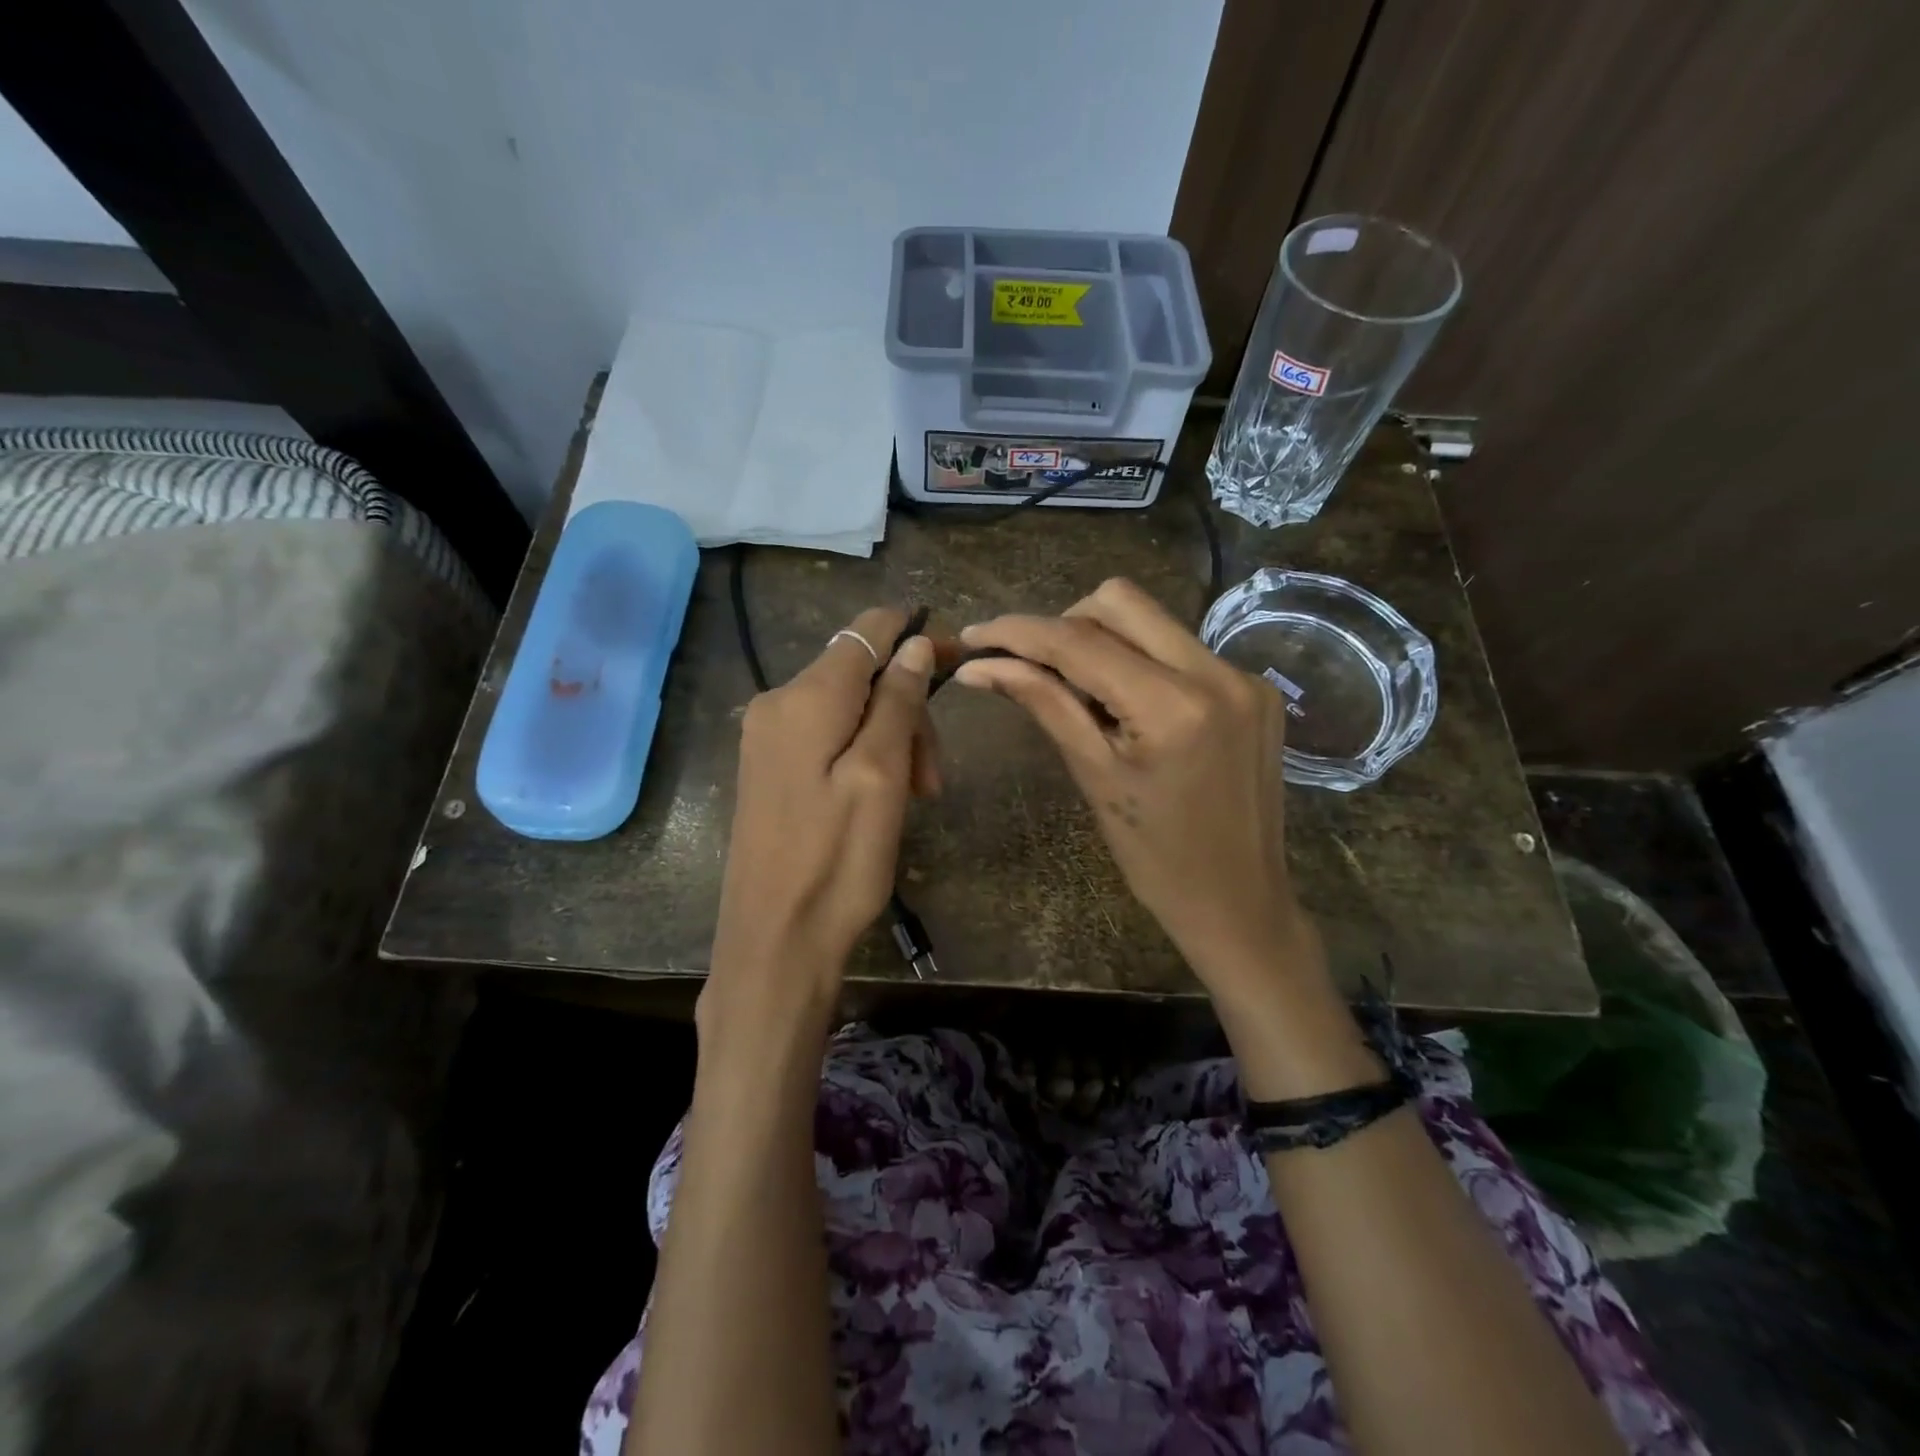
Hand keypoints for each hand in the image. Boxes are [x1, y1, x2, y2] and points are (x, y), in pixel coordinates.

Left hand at [704, 608, 937, 1033]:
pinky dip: (865, 754)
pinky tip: (883, 796)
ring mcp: (768, 736)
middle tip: (933, 778)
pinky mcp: (770, 766)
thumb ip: (897, 702)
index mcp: (805, 697)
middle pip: (862, 674)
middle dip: (908, 710)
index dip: (916, 636)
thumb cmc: (837, 862)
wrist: (774, 941)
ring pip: (850, 707)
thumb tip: (915, 643)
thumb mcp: (881, 777)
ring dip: (892, 739)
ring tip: (916, 796)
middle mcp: (777, 702)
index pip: (867, 630)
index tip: (959, 661)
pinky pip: (829, 736)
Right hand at [954, 579, 1315, 1005]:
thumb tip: (980, 666)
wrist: (1239, 900)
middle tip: (1033, 667)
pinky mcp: (1255, 687)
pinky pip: (1181, 647)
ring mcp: (1243, 675)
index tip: (974, 636)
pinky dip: (1141, 661)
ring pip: (1152, 619)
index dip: (1018, 632)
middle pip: (1120, 601)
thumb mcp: (1093, 775)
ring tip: (1079, 690)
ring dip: (1103, 640)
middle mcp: (1216, 672)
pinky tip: (1128, 705)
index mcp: (1172, 706)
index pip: (1079, 642)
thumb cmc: (1155, 857)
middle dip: (1064, 624)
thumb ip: (1043, 703)